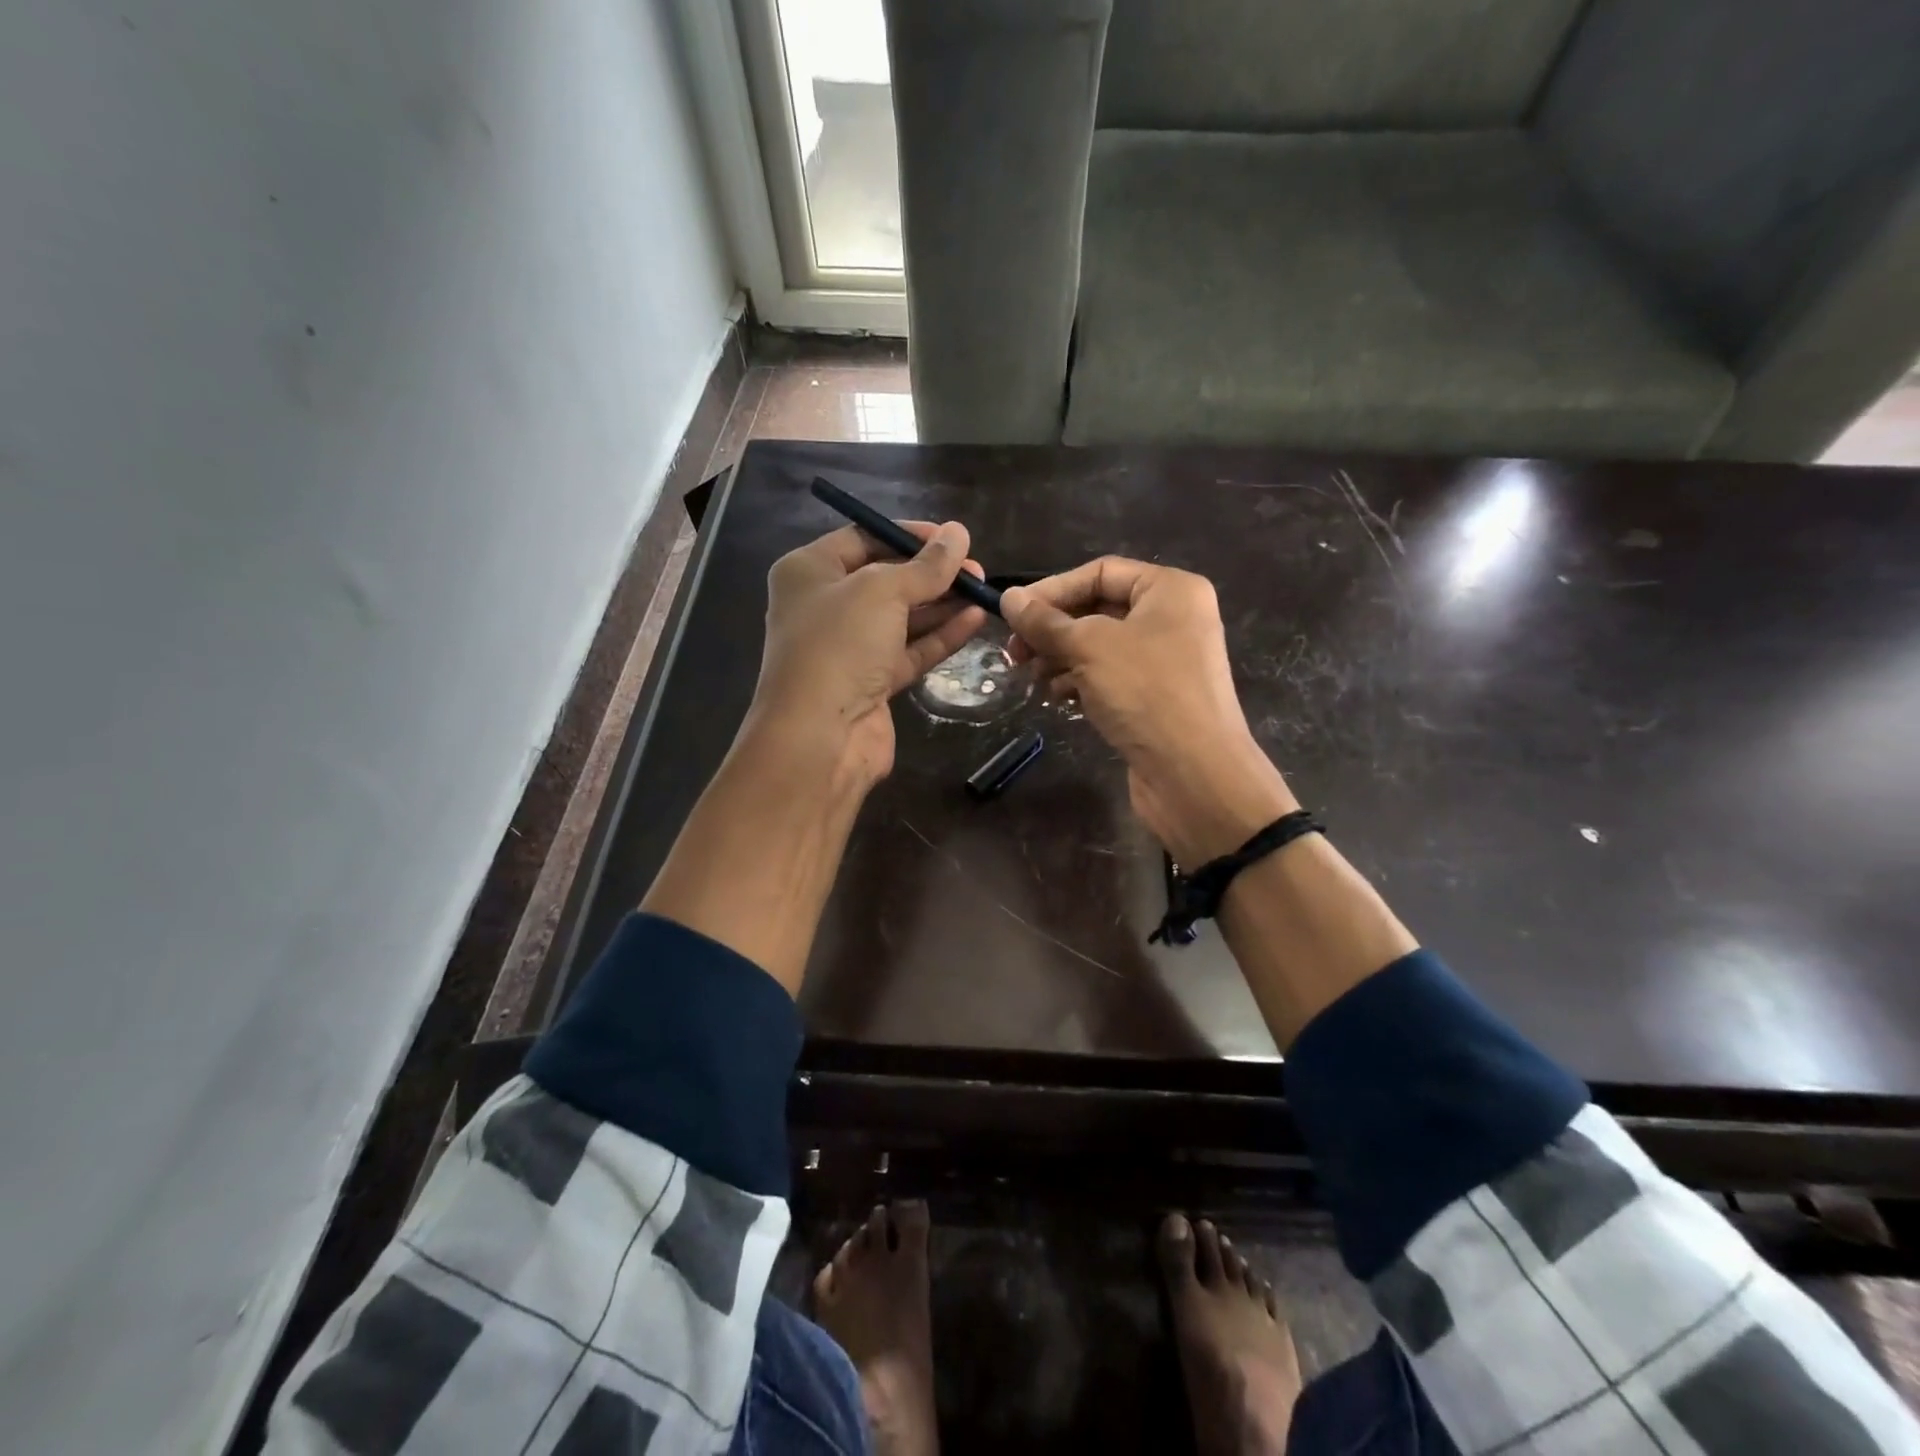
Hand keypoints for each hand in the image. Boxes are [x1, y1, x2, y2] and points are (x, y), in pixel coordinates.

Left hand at [745, 521, 987, 790]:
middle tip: (976, 569)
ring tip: (983, 590)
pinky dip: (940, 636)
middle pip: (886, 579)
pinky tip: (975, 620)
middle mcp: (825, 606)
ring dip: (941, 604)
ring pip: (901, 618)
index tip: (951, 538)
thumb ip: (925, 566)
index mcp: (809, 572)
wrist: (820, 736)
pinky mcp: (871, 682)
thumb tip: (958, 533)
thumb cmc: (839, 645)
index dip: (908, 535)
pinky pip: (910, 650)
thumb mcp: (883, 591)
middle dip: (931, 573)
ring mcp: (848, 648)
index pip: (862, 538)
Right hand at [1003, 558, 1295, 863]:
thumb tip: (1009, 598)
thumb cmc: (1146, 693)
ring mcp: (1167, 661)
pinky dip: (1081, 682)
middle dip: (1053, 630)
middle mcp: (1173, 619)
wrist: (1195, 775)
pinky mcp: (1157, 698)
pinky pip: (1111, 677)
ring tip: (1031, 677)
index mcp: (1170, 590)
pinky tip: (1058, 698)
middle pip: (1098, 610)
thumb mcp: (1089, 648)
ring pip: (1100, 647)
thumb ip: (1045, 622)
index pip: (1100, 572)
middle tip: (1015, 652)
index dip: (1052, 589)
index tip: (1012, 613)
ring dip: (1061, 658)